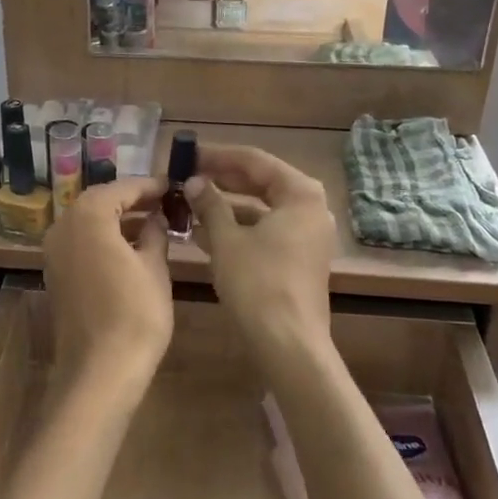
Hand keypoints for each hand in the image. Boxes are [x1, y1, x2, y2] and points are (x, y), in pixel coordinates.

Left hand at [43, 177, 173, 385]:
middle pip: (100, 202)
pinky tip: (131, 248)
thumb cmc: (135, 314)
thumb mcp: (155, 267)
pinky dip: (104, 238)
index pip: (122, 188)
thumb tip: (156, 217)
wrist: (99, 371)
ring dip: (118, 219)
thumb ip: (155, 233)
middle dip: (132, 200)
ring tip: (154, 223)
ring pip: (89, 222)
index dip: (149, 186)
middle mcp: (63, 226)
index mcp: (88, 216)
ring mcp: (55, 252)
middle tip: (164, 202)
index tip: (171, 185)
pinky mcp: (56, 274)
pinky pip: (81, 243)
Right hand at [185, 145, 336, 366]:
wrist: (288, 344)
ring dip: (226, 205)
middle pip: (261, 181)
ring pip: (261, 208)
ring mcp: (308, 234)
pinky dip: (238, 228)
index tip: (188, 154)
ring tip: (189, 202)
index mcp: (300, 193)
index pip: (254, 160)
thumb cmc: (257, 284)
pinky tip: (203, 232)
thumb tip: (193, 181)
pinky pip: (266, 230)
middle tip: (187, 176)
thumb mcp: (226, 239)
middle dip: (222, 179)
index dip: (218, 155)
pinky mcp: (300, 258)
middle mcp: (310, 208)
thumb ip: (210, 204)